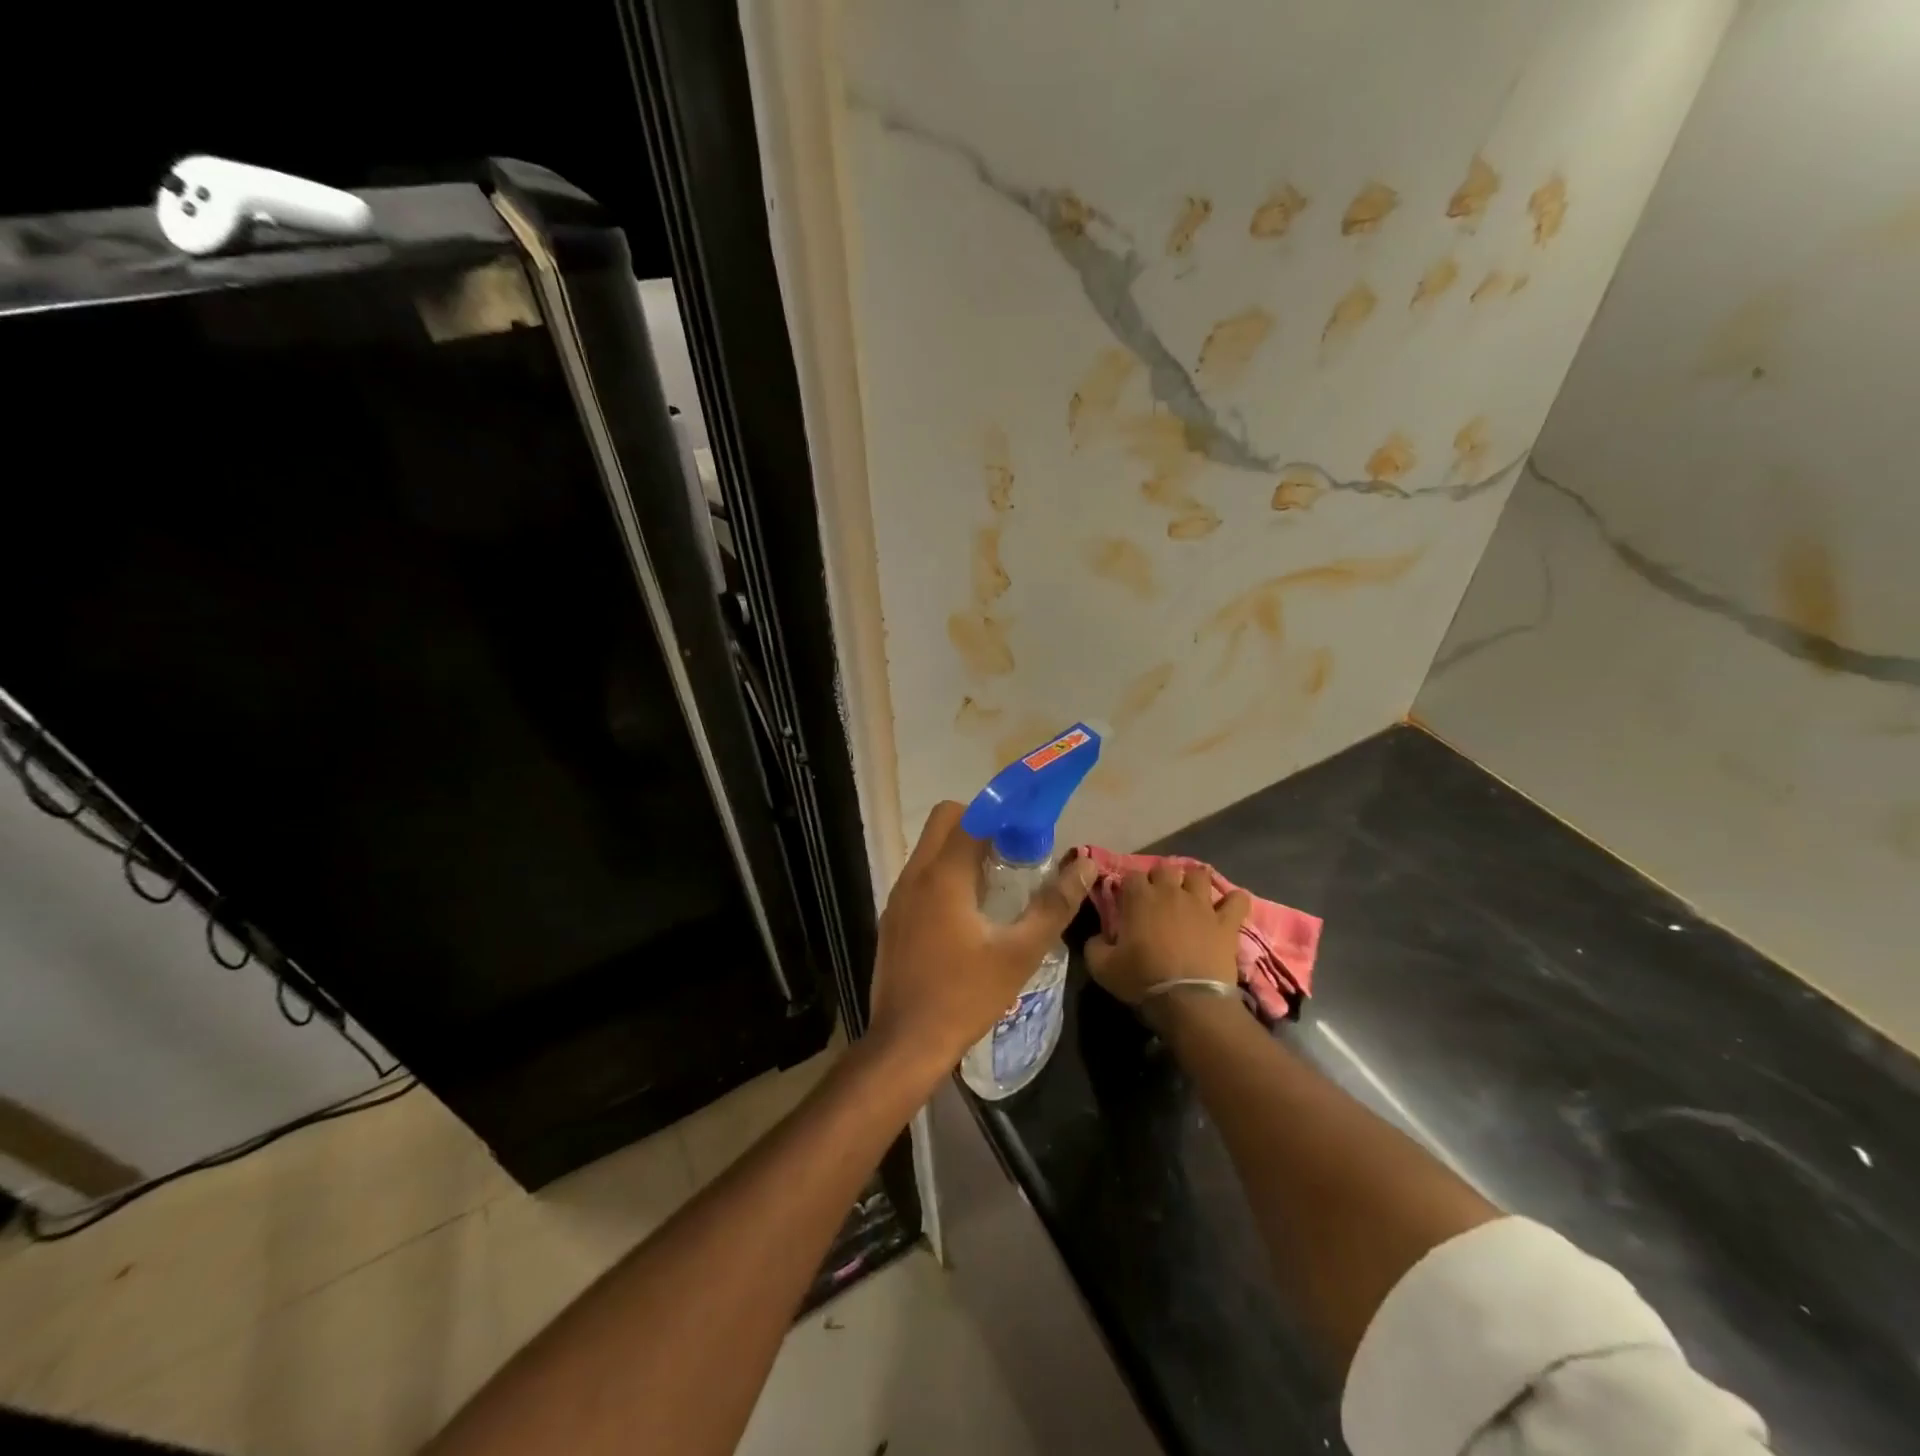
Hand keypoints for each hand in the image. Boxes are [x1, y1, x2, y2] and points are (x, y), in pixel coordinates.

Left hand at [868, 801, 1096, 1076]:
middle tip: (1013, 853)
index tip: (1029, 829)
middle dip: (980, 825)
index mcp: (943, 875)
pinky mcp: (892, 917)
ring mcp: (898, 896)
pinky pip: (921, 875)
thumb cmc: (965, 996)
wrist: (906, 1044)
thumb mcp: (1020, 953)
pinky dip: (946, 874)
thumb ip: (1054, 905)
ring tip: (998, 882)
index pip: (970, 816)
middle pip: (945, 821)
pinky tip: (970, 912)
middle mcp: (914, 875)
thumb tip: (1084, 865)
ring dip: (963, 850)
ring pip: (930, 847)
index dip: (1002, 814)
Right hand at [1085, 861, 1248, 1006]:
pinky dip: (1234, 901)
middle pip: (1165, 868)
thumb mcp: (1101, 967)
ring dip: (1194, 882)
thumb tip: (1097, 937)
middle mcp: (1170, 892)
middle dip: (1160, 878)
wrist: (1188, 1000)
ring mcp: (1202, 904)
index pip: (1131, 875)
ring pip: (1200, 875)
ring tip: (1191, 896)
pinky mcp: (1226, 922)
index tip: (1127, 900)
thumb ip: (1094, 945)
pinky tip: (1228, 907)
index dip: (1129, 886)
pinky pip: (1237, 900)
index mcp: (1139, 897)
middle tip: (1158, 898)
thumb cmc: (1142, 979)